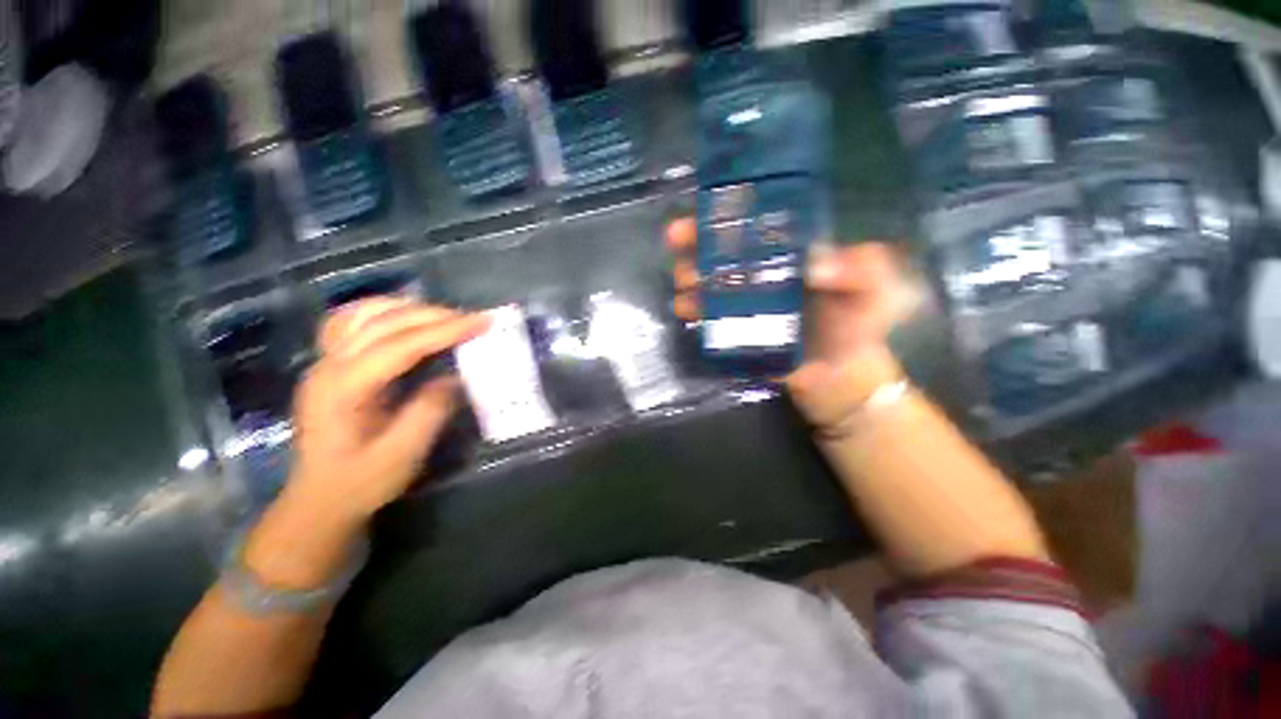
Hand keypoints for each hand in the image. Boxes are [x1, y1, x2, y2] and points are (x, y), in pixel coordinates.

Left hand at [284, 298, 490, 525]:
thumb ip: (430, 409)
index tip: (482, 322)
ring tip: (446, 317)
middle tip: (475, 319)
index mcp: (344, 389)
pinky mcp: (330, 366)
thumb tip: (456, 376)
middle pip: (383, 323)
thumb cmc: (360, 483)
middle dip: (434, 316)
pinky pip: (352, 322)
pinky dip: (383, 312)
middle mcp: (328, 366)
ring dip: (409, 309)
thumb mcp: (403, 454)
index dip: (444, 330)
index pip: (400, 345)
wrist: (318, 501)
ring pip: (363, 314)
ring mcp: (324, 363)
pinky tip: (405, 318)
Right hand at [666, 218, 907, 428]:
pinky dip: (693, 311)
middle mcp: (760, 274)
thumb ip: (861, 269)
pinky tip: (685, 309)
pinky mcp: (734, 331)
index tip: (706, 206)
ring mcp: (743, 304)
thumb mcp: (876, 288)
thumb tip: (815, 266)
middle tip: (679, 239)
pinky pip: (708, 317)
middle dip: (696, 241)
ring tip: (684, 279)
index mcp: (788, 255)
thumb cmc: (860, 324)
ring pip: (709, 282)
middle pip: (722, 251)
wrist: (842, 373)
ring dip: (690, 276)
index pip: (754, 226)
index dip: (729, 214)